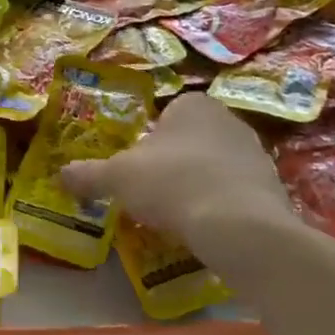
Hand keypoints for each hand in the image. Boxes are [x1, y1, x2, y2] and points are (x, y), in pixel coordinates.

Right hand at [59, 92, 290, 245]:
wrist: (239, 226)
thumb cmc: (172, 184)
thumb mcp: (117, 178)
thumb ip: (88, 174)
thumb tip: (60, 175)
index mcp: (192, 105)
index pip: (166, 114)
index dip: (149, 140)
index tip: (137, 167)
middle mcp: (229, 119)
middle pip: (191, 139)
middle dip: (174, 162)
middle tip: (153, 191)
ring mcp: (256, 153)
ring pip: (215, 166)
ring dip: (198, 184)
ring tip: (179, 215)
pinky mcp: (274, 187)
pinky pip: (237, 192)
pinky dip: (221, 206)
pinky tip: (207, 229)